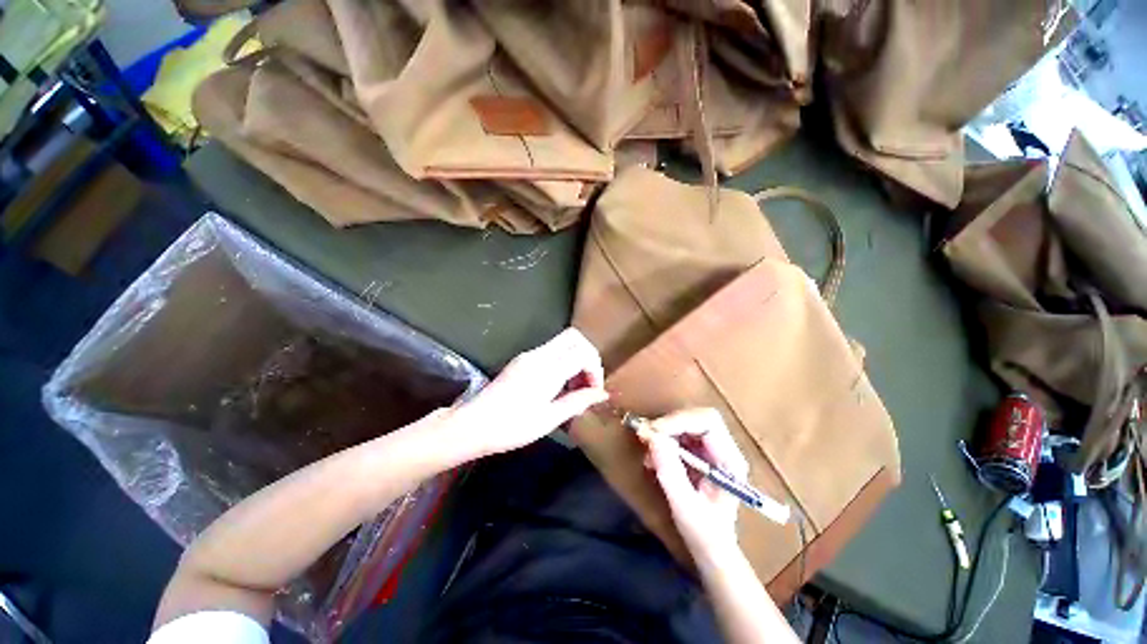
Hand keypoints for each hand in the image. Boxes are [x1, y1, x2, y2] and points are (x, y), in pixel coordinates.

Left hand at [451, 328, 607, 458]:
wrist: (473, 425)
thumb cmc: (511, 427)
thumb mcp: (549, 419)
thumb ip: (578, 401)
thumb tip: (602, 393)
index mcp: (547, 369)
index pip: (583, 353)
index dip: (595, 370)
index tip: (594, 391)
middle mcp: (539, 355)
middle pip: (574, 337)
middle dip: (589, 356)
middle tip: (588, 382)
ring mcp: (529, 355)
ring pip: (563, 342)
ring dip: (576, 358)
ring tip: (575, 388)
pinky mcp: (522, 360)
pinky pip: (552, 351)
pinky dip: (564, 361)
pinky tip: (560, 385)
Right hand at [643, 408, 747, 557]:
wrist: (712, 549)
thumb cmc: (704, 534)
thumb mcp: (684, 506)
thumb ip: (670, 472)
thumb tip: (653, 438)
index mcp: (730, 460)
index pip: (708, 422)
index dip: (680, 420)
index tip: (654, 431)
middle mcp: (723, 449)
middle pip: (696, 418)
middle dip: (670, 423)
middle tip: (647, 436)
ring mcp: (711, 450)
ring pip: (686, 423)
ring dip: (664, 432)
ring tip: (648, 451)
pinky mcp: (699, 453)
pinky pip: (679, 434)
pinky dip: (663, 440)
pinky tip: (653, 458)